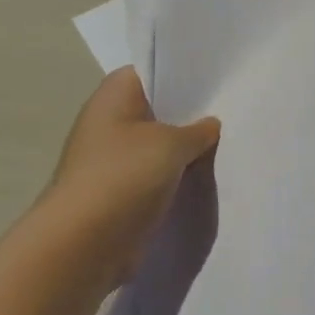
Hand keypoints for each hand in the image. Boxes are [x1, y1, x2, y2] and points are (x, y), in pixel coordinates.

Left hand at [45, 67, 219, 285]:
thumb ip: (199, 130)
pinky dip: (177, 175)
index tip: (216, 77)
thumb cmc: (124, 176)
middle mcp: (108, 123)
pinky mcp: (120, 192)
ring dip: (185, 148)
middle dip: (190, 112)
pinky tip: (206, 175)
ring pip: (159, 144)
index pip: (149, 70)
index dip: (181, 71)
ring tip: (226, 141)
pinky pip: (156, 174)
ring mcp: (112, 159)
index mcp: (113, 98)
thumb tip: (209, 126)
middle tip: (231, 109)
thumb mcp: (173, 144)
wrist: (84, 244)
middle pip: (157, 108)